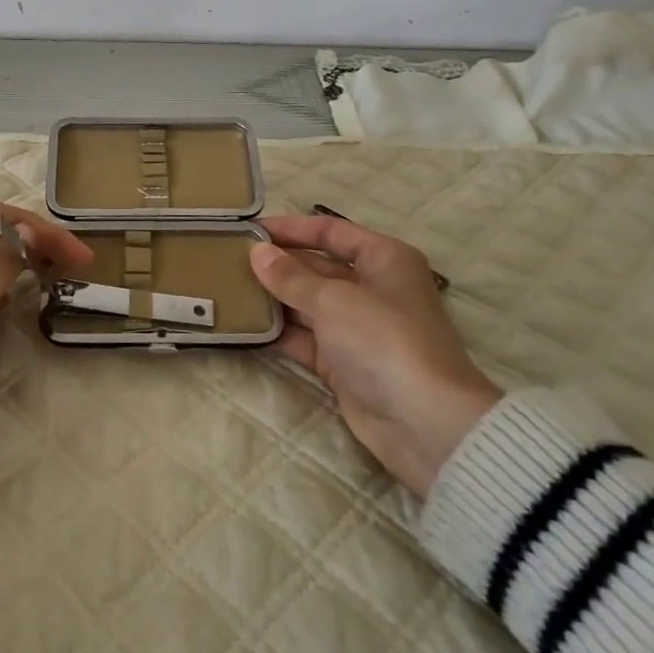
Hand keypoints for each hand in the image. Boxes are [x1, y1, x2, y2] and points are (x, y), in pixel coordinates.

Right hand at [250, 215, 501, 496]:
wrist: (425, 424)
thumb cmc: (384, 340)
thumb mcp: (333, 300)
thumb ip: (290, 276)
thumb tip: (257, 253)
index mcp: (384, 259)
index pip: (331, 232)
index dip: (291, 228)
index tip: (250, 229)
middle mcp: (372, 288)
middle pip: (317, 267)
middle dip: (277, 264)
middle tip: (228, 259)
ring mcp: (358, 328)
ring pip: (307, 303)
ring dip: (273, 298)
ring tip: (228, 288)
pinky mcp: (344, 363)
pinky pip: (305, 338)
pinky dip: (279, 332)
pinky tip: (245, 324)